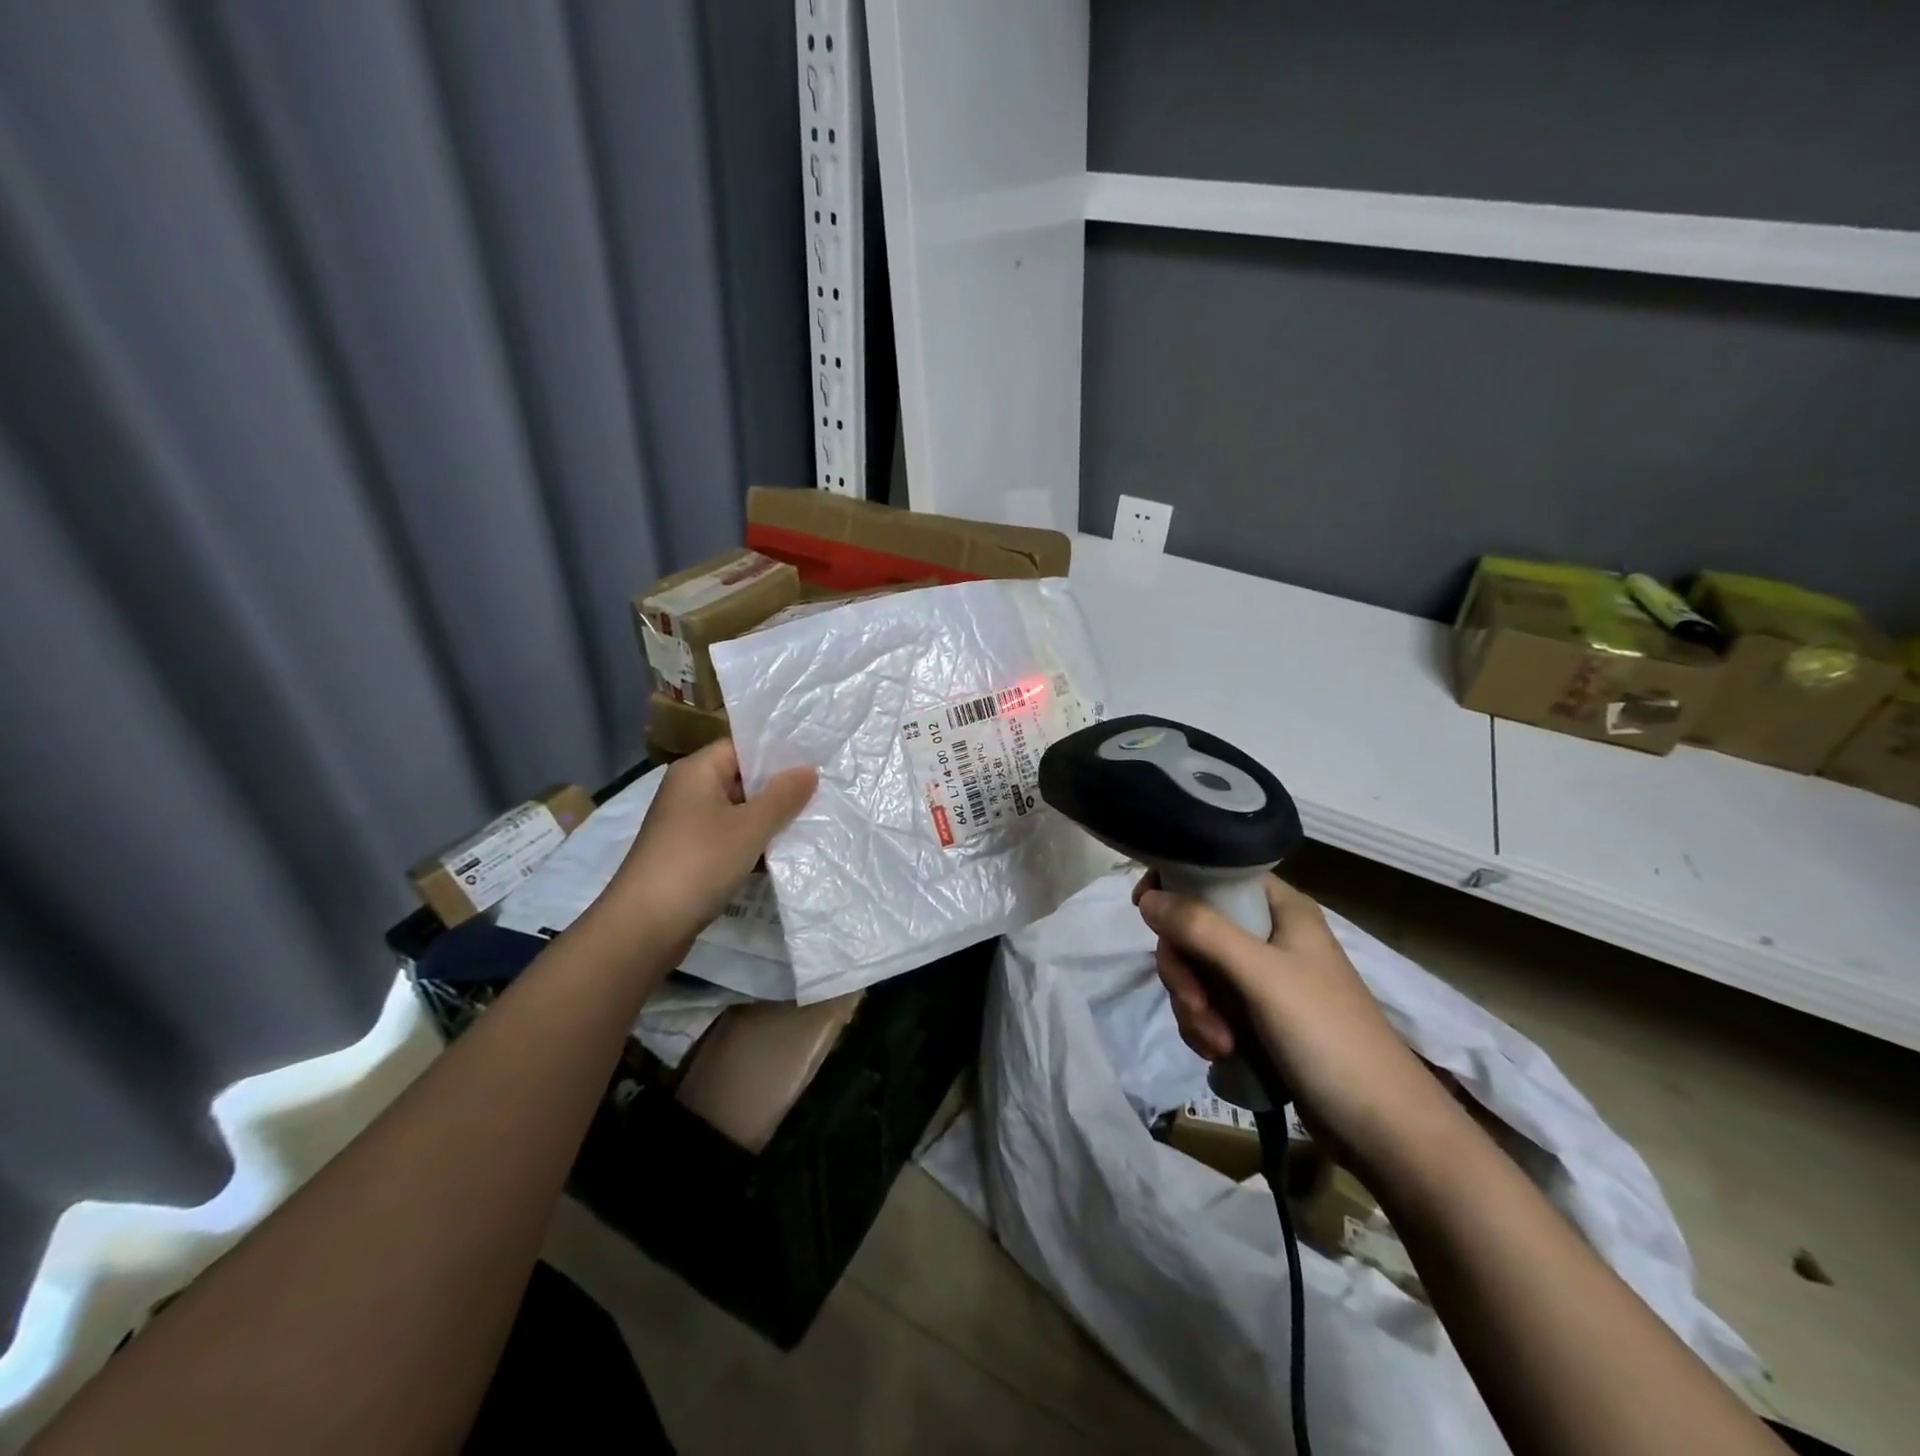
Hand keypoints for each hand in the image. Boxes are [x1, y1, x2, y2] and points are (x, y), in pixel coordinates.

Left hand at [594, 740, 815, 949]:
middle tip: (823, 792)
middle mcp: (689, 791)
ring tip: (813, 822)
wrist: (645, 926)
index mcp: (697, 771)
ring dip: (769, 820)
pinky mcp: (691, 856)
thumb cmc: (699, 862)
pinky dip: (754, 844)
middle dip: (779, 789)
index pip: (742, 747)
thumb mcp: (750, 826)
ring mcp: (688, 826)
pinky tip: (785, 854)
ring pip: (739, 812)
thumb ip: (783, 796)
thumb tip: (809, 769)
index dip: (778, 753)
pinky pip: (730, 839)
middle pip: (742, 779)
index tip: (815, 760)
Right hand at [1135, 872, 1450, 1168]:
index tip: (1144, 911)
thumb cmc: (1327, 1035)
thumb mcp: (1260, 975)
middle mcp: (1269, 935)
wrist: (1382, 1127)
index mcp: (1281, 909)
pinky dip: (1205, 1027)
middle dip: (1185, 971)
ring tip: (1218, 1042)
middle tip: (1195, 1003)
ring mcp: (1263, 978)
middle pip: (1195, 929)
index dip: (1176, 886)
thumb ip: (1202, 930)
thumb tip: (1147, 898)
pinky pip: (1208, 1005)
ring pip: (1197, 971)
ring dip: (1194, 1007)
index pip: (1215, 875)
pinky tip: (1220, 1053)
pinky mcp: (1257, 1017)